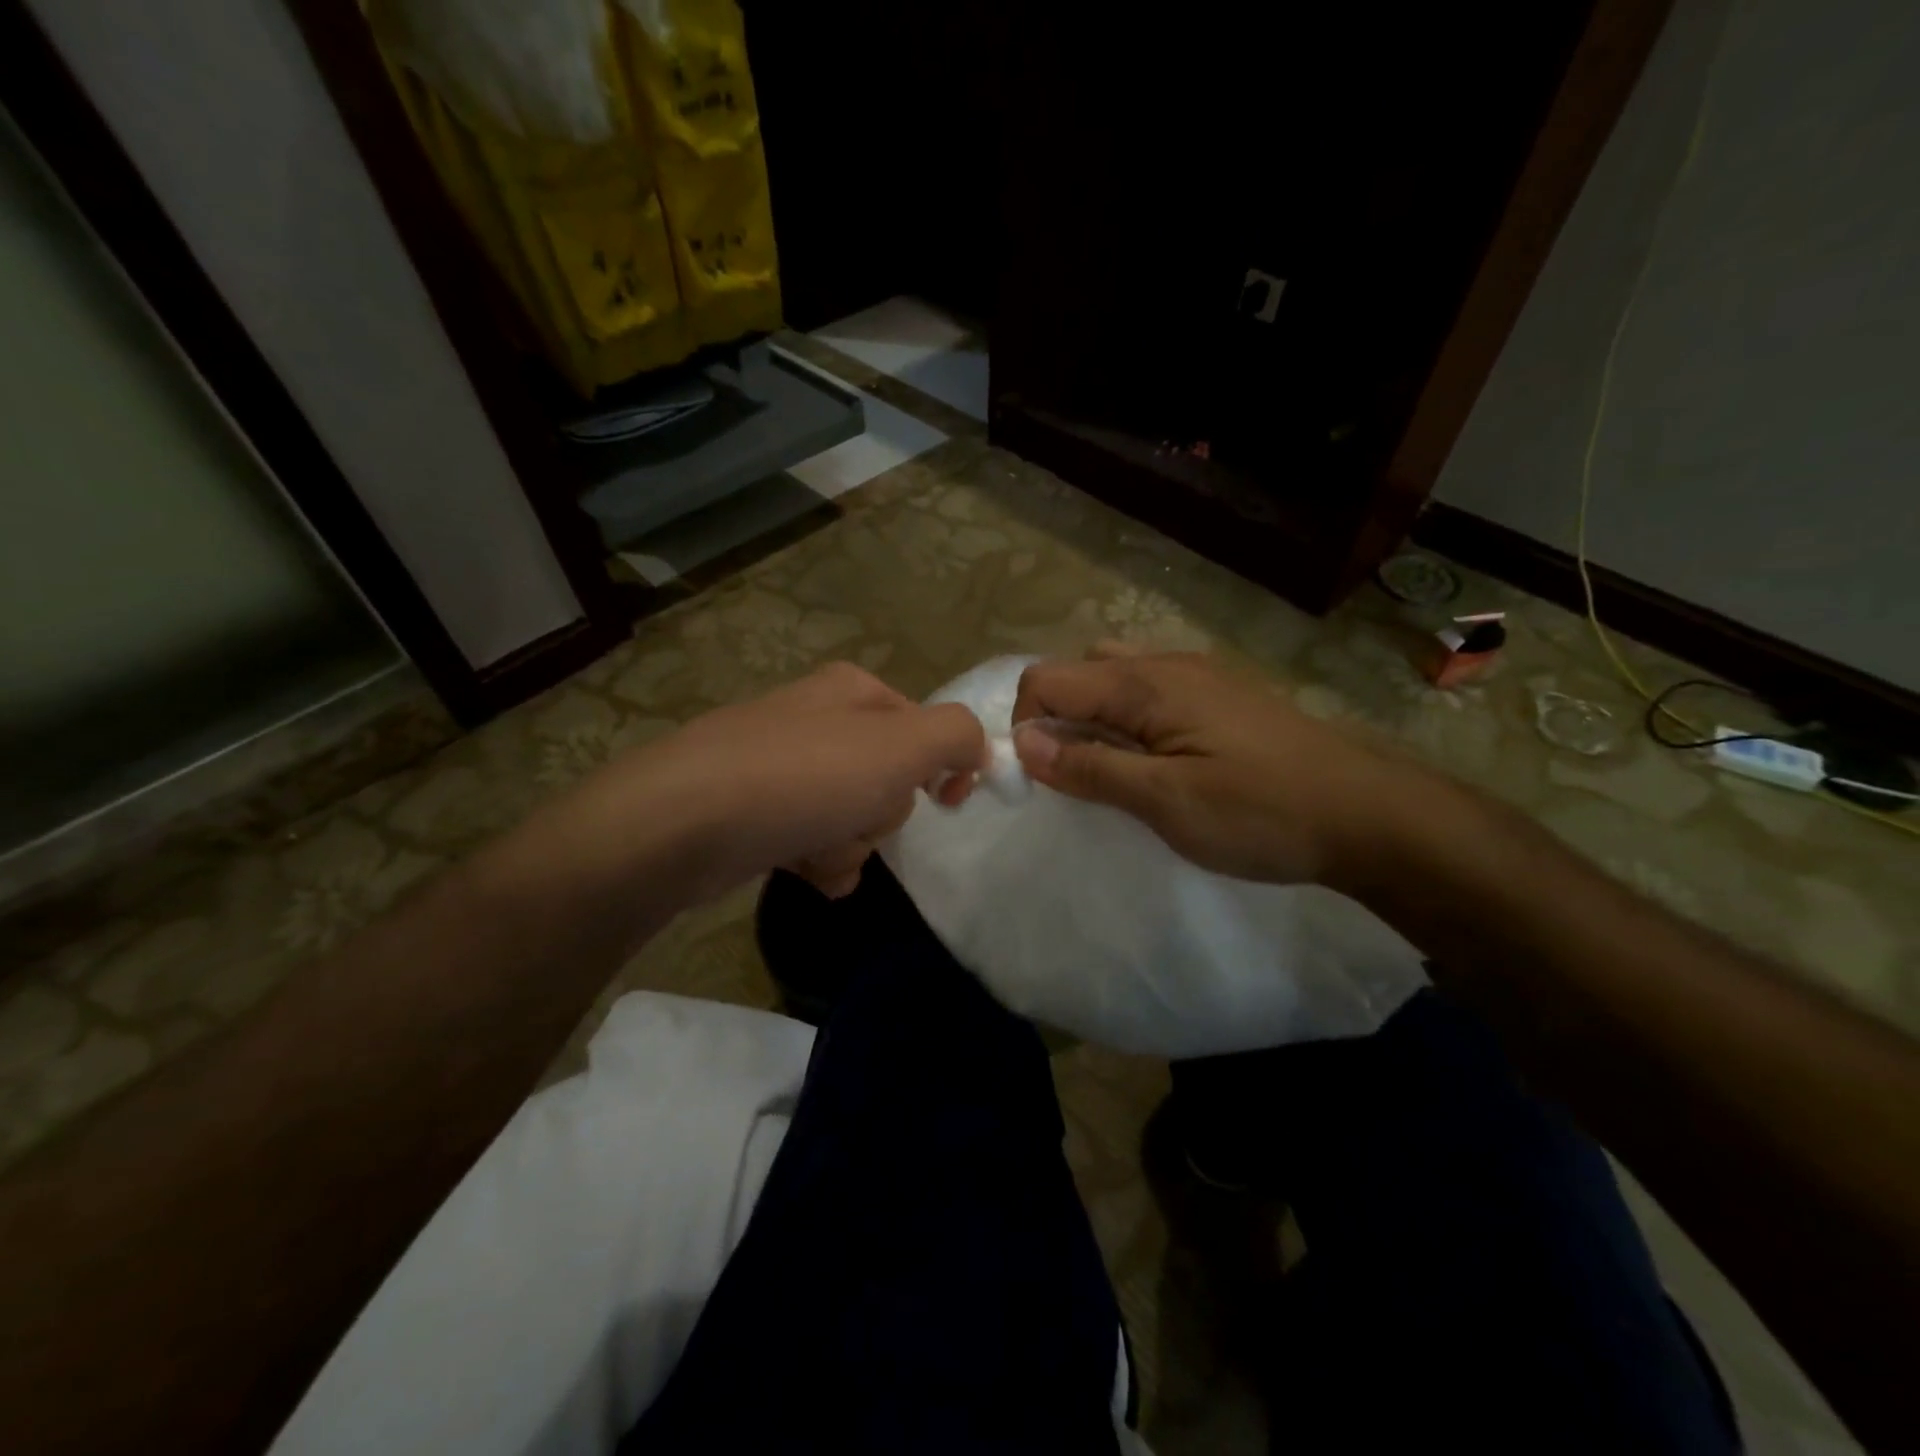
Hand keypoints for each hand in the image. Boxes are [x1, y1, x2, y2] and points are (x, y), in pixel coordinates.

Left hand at [564, 662, 987, 904]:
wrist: (683, 822)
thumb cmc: (805, 776)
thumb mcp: (902, 745)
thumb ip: (957, 735)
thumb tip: (974, 751)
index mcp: (854, 692)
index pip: (926, 726)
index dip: (944, 765)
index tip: (949, 799)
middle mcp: (816, 719)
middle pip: (888, 776)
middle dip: (884, 810)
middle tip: (859, 816)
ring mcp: (779, 764)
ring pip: (851, 813)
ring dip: (852, 843)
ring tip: (822, 851)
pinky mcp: (751, 809)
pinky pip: (811, 838)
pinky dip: (819, 859)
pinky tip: (804, 869)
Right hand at [1011, 644, 1413, 885]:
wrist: (1368, 814)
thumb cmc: (1261, 812)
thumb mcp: (1165, 800)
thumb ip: (1090, 767)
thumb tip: (1021, 743)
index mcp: (1144, 683)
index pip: (1047, 679)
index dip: (1025, 724)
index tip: (1040, 778)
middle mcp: (1166, 664)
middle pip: (1078, 671)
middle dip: (1056, 719)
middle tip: (1076, 776)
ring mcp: (1198, 676)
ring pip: (1115, 678)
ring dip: (1093, 719)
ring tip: (1110, 769)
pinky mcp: (1220, 696)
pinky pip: (1150, 692)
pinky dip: (1128, 720)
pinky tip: (1153, 760)